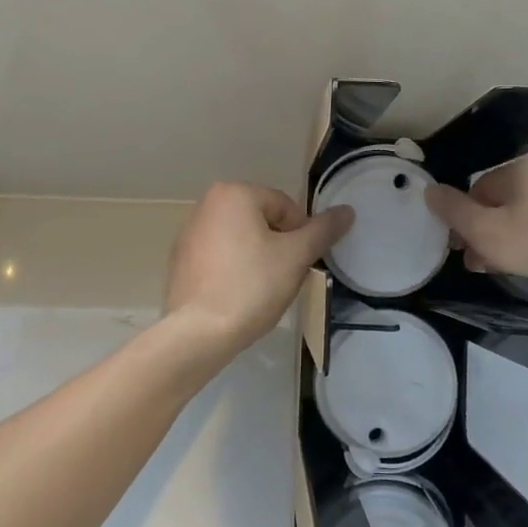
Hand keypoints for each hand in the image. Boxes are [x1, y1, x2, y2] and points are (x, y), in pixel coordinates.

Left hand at [164, 183, 352, 354]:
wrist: (198, 332)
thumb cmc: (251, 286)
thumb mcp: (296, 257)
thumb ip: (323, 231)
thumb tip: (347, 210)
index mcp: (233, 194)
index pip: (285, 207)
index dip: (300, 236)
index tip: (300, 264)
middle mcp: (207, 204)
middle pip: (261, 221)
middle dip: (278, 247)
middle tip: (283, 278)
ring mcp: (188, 233)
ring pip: (240, 240)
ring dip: (257, 258)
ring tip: (261, 290)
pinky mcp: (180, 260)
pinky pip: (219, 257)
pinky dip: (233, 270)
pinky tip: (238, 296)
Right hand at [425, 157, 527, 313]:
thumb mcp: (483, 231)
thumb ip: (452, 210)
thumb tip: (430, 189)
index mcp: (524, 169)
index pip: (476, 186)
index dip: (461, 216)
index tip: (457, 245)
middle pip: (497, 204)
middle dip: (479, 234)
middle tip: (473, 262)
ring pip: (517, 223)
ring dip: (499, 247)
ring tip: (494, 273)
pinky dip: (525, 253)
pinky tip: (521, 276)